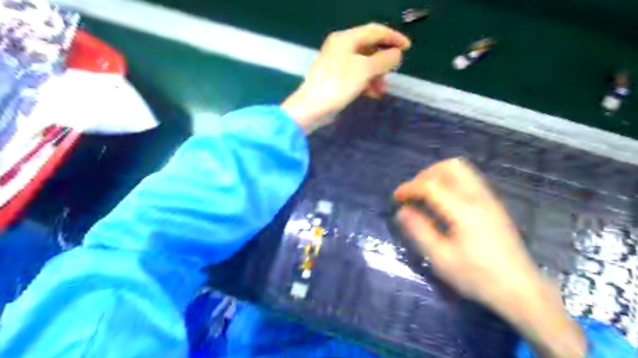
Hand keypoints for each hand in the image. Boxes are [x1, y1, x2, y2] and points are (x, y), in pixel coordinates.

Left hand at [281, 23, 410, 133]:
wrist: (311, 108)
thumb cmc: (338, 85)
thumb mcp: (364, 70)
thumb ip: (384, 60)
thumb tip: (397, 54)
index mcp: (346, 39)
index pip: (375, 31)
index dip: (393, 38)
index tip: (408, 48)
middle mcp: (341, 47)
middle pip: (369, 49)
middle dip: (383, 63)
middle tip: (392, 75)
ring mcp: (337, 64)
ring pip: (364, 65)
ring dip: (376, 76)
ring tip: (381, 91)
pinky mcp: (335, 79)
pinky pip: (356, 76)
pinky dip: (366, 83)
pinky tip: (372, 94)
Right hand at [392, 160, 584, 357]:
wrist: (521, 290)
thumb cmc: (478, 276)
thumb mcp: (441, 259)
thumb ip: (419, 231)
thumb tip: (402, 211)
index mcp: (464, 211)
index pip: (431, 185)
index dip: (410, 188)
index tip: (397, 197)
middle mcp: (478, 198)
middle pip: (450, 167)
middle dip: (426, 175)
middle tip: (414, 192)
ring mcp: (489, 199)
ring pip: (462, 170)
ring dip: (439, 176)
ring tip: (426, 195)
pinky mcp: (493, 205)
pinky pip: (469, 180)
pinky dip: (450, 182)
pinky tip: (444, 202)